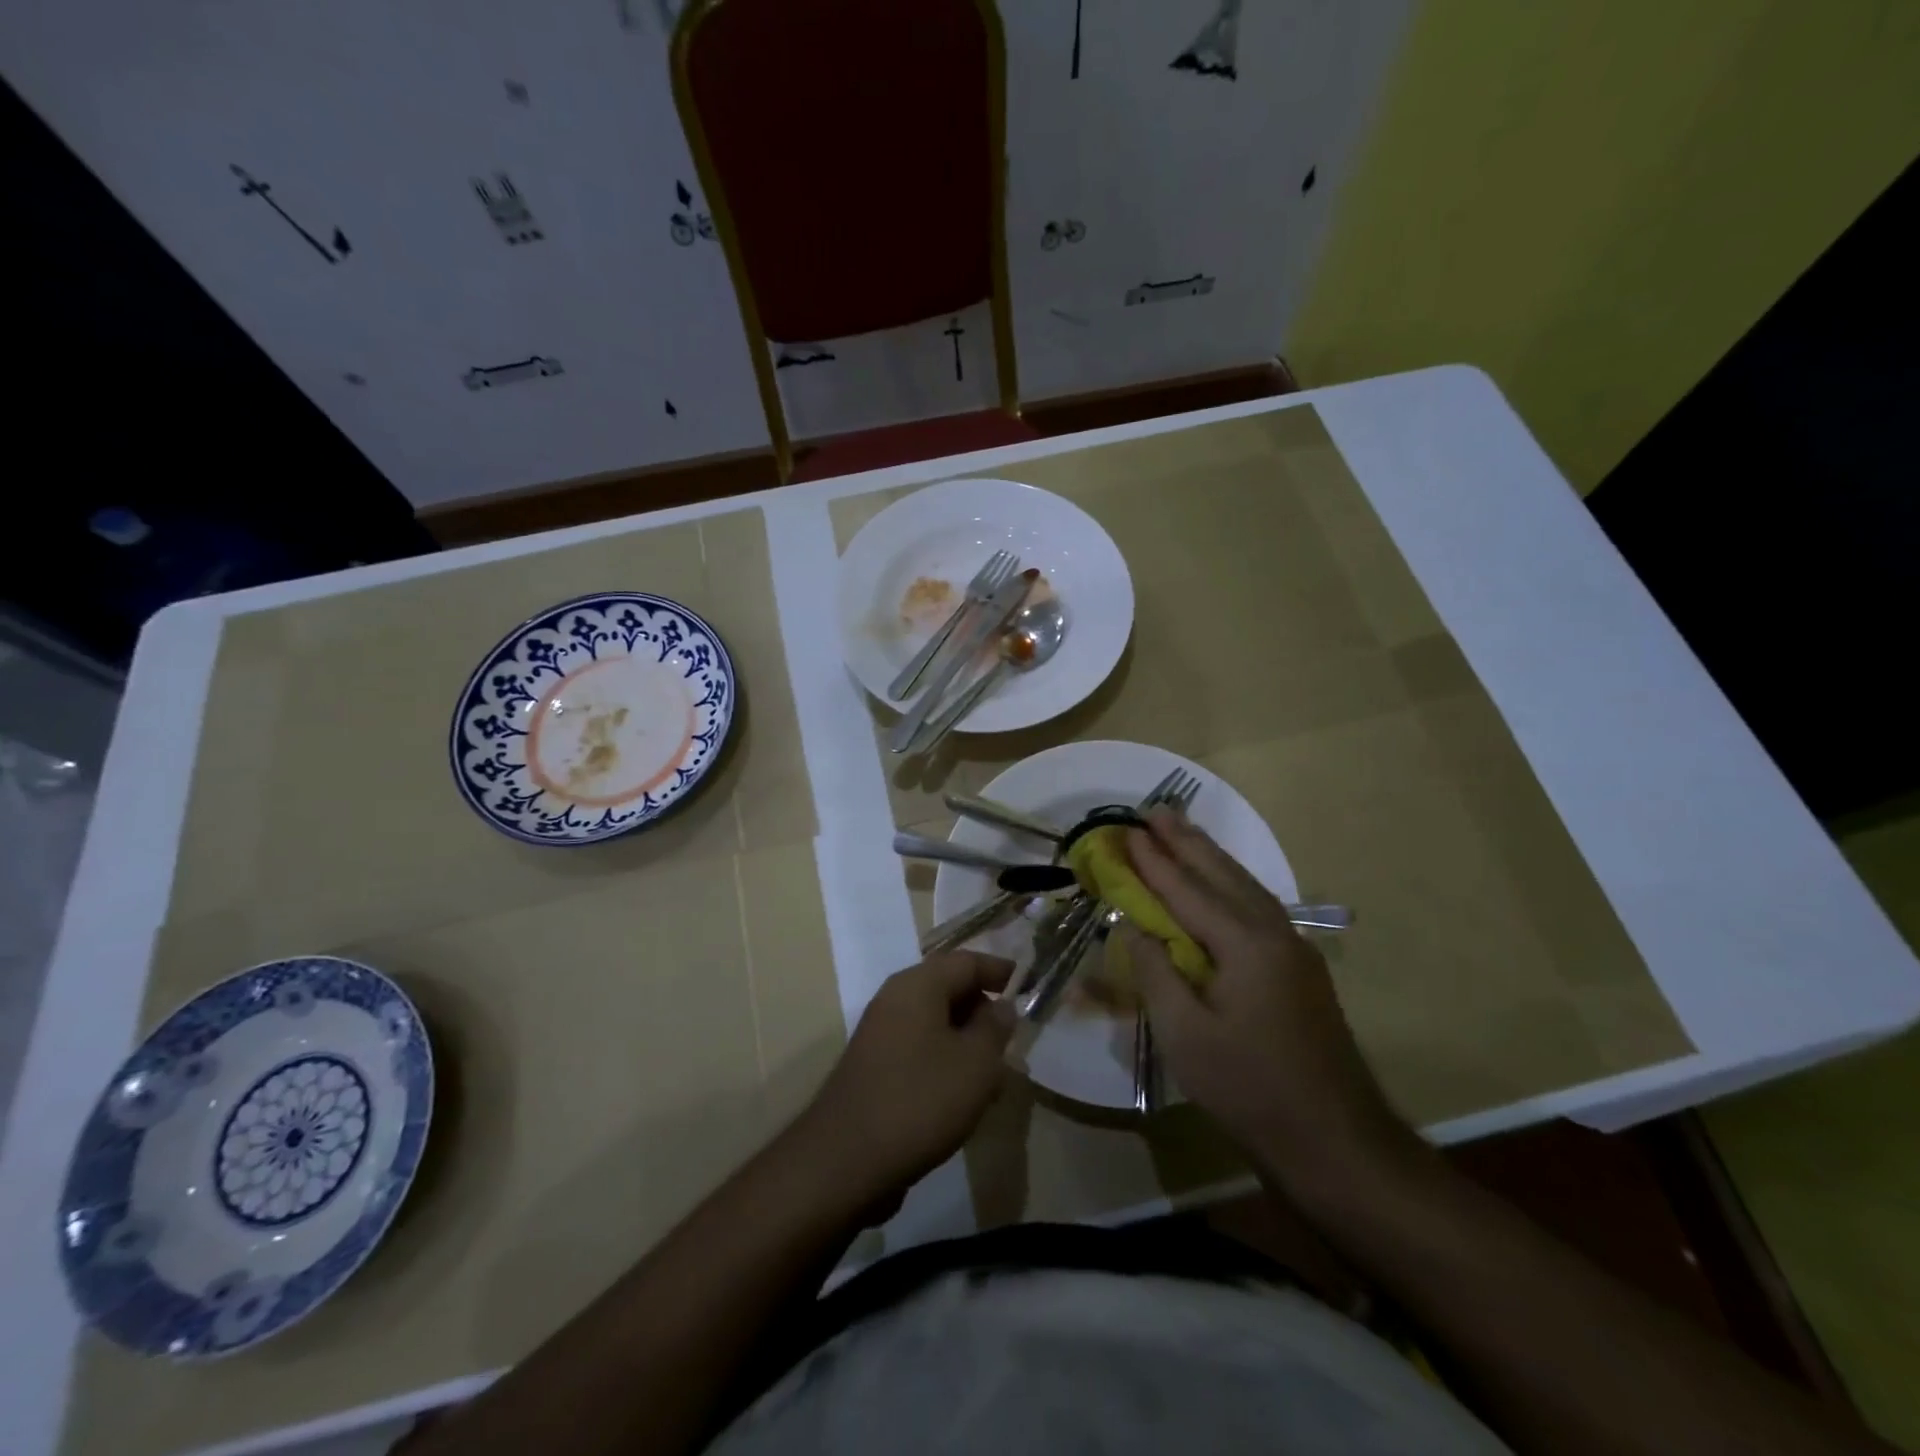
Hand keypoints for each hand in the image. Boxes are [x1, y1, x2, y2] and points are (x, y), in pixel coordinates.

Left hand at [797, 952, 1014, 1204]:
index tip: (1028, 985)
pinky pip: (919, 1047)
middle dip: (983, 1008)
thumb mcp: (975, 1063)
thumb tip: (1001, 1006)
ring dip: (966, 1038)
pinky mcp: (874, 1066)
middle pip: (948, 987)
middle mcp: (895, 999)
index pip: (966, 961)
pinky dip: (945, 1059)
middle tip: (1012, 1038)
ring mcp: (880, 1033)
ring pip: (934, 1021)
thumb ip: (995, 1028)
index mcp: (918, 985)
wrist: (846, 1160)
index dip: (999, 970)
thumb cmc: (921, 1100)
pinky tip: (962, 1095)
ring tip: (994, 1073)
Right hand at [1124, 808, 1410, 1181]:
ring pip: (1245, 886)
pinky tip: (1220, 883)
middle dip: (1185, 841)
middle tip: (1155, 810)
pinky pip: (1257, 906)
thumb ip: (1156, 972)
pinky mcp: (1299, 968)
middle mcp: (1273, 932)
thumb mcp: (1185, 1035)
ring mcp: (1293, 948)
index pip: (1187, 891)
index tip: (1126, 831)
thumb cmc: (1250, 1088)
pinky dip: (1229, 883)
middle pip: (1222, 874)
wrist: (1335, 1140)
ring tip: (1181, 831)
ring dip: (1209, 856)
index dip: (1153, 862)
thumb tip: (1134, 927)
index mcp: (1245, 944)